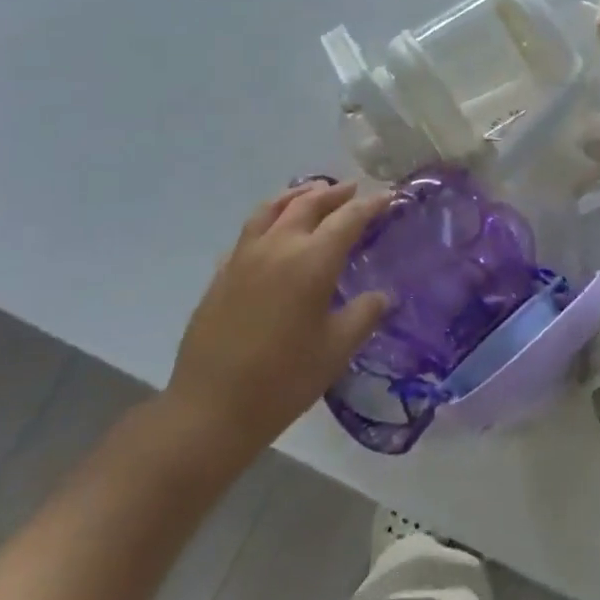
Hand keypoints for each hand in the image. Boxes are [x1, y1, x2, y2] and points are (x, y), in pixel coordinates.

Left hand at [163, 181, 390, 463]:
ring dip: (296, 196)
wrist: (210, 410)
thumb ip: (364, 314)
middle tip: (352, 189)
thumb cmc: (284, 379)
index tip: (389, 197)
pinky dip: (268, 220)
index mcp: (312, 260)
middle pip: (308, 204)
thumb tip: (382, 296)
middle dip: (334, 193)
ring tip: (311, 192)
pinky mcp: (221, 275)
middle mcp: (278, 247)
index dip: (371, 205)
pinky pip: (249, 233)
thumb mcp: (337, 349)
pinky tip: (272, 233)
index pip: (349, 218)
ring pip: (272, 209)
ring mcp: (244, 258)